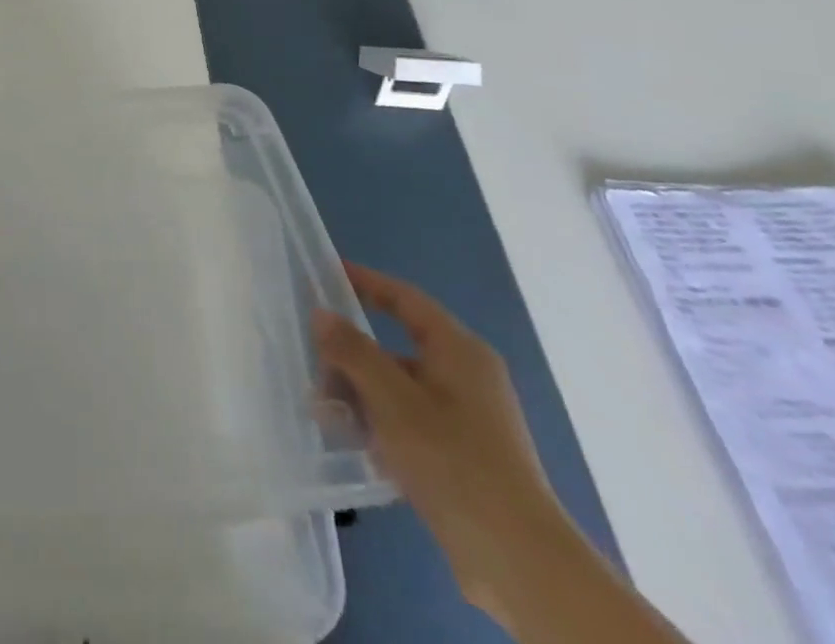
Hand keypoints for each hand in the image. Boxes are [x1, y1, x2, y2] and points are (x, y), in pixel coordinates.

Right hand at [316, 262, 565, 615]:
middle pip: (395, 347)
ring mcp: (467, 418)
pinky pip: (410, 422)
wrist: (519, 562)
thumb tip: (322, 313)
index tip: (324, 273)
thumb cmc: (454, 461)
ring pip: (398, 388)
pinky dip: (381, 425)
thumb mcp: (392, 399)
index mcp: (459, 350)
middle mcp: (465, 376)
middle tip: (315, 372)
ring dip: (359, 396)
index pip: (404, 298)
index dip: (365, 281)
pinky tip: (356, 445)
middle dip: (350, 358)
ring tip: (327, 417)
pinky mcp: (463, 455)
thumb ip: (352, 351)